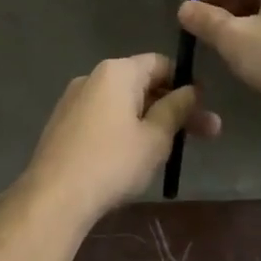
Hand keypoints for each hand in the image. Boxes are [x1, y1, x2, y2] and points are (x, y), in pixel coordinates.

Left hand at [16, 54, 221, 223]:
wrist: (54, 197)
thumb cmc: (113, 162)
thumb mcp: (155, 137)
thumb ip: (176, 109)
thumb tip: (191, 90)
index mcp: (117, 72)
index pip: (161, 63)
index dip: (185, 83)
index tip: (203, 108)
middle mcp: (92, 77)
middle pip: (142, 84)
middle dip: (174, 107)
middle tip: (205, 134)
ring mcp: (73, 100)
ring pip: (123, 104)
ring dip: (151, 121)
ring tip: (172, 150)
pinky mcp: (63, 124)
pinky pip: (103, 118)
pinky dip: (124, 129)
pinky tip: (135, 156)